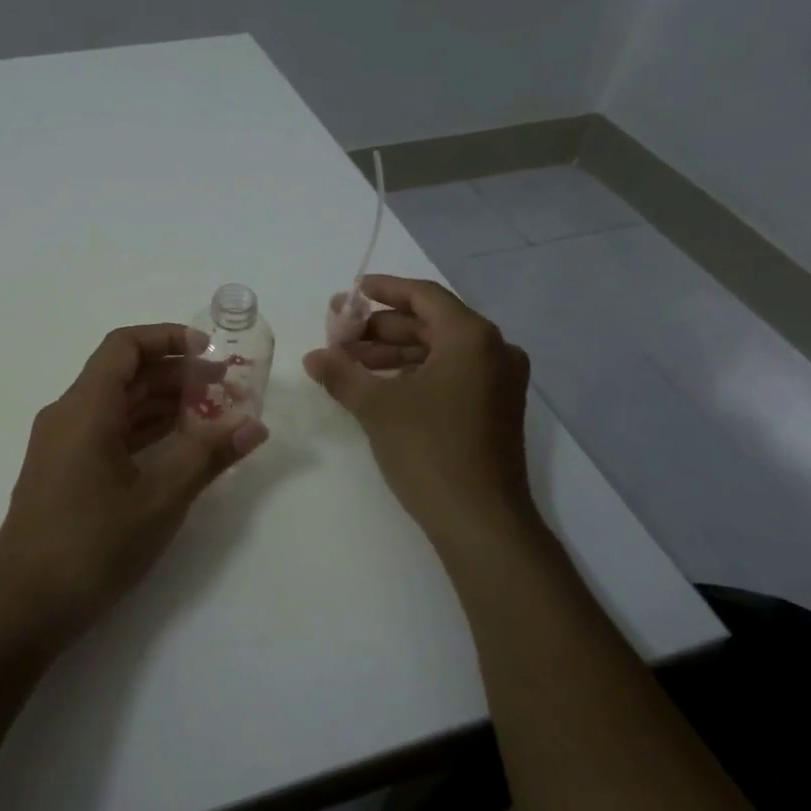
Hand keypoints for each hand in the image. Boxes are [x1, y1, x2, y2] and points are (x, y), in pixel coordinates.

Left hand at [0, 324, 268, 643]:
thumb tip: (254, 426)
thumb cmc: (92, 546)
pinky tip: (177, 445)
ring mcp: (60, 444)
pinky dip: (141, 430)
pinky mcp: (62, 471)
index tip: (209, 351)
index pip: (124, 346)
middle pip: (122, 374)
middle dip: (174, 374)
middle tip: (225, 386)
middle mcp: (67, 415)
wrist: (23, 607)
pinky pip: (105, 432)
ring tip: (211, 413)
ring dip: (160, 403)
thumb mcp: (159, 500)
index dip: (167, 338)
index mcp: (84, 408)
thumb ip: (207, 457)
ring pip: (115, 405)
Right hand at [303, 275, 533, 538]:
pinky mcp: (494, 408)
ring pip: (439, 351)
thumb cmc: (429, 450)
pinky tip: (379, 385)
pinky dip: (414, 373)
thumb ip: (342, 373)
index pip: (423, 296)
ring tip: (349, 362)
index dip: (384, 289)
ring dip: (394, 351)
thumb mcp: (377, 406)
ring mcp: (498, 382)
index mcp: (471, 337)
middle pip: (430, 323)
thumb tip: (313, 356)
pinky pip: (450, 374)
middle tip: (339, 334)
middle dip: (381, 327)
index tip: (351, 292)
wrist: (481, 520)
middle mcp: (494, 350)